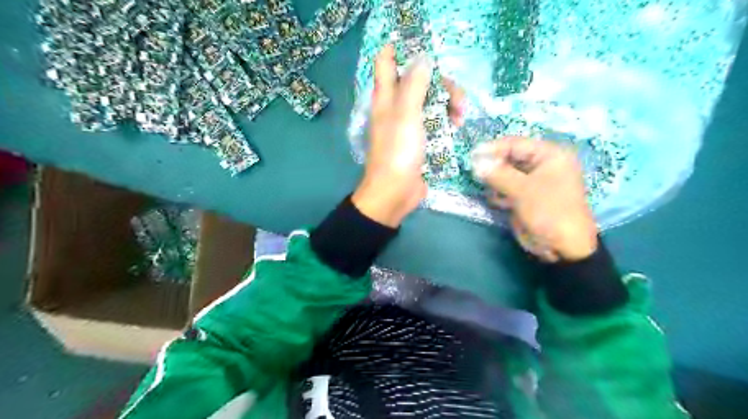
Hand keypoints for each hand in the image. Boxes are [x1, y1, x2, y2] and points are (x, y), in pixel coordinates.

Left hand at [355, 45, 466, 226]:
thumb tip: (423, 57)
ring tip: (460, 116)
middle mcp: (396, 106)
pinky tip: (457, 126)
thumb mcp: (406, 115)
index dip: (402, 49)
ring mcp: (409, 123)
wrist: (395, 192)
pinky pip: (436, 121)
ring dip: (448, 103)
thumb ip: (415, 84)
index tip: (426, 50)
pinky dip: (447, 120)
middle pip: (420, 80)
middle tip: (457, 99)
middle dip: (441, 84)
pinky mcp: (420, 139)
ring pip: (431, 100)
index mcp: (386, 96)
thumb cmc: (397, 152)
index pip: (387, 61)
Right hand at [476, 138, 599, 261]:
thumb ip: (498, 174)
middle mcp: (542, 165)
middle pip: (509, 158)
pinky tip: (499, 203)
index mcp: (550, 155)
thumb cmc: (549, 212)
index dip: (493, 149)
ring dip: (495, 182)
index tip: (472, 156)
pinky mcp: (525, 196)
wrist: (563, 248)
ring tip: (492, 192)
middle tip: (475, 173)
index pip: (516, 144)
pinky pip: (506, 188)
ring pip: (505, 174)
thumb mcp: (523, 191)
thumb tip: (475, 162)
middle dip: (492, 166)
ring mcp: (533, 182)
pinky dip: (499, 193)